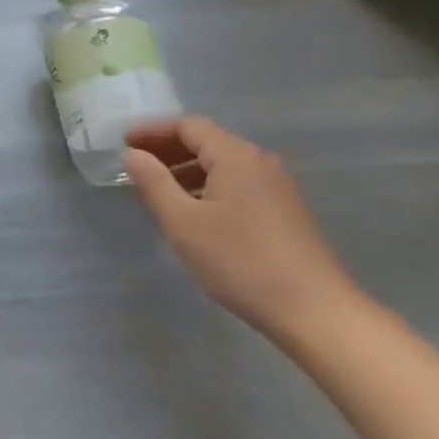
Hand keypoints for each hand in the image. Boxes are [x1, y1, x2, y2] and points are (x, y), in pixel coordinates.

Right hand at [122, 116, 359, 342]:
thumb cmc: (241, 262)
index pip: (188, 126)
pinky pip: (237, 183)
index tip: (123, 142)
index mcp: (236, 156)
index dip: (153, 130)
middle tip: (135, 164)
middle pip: (207, 141)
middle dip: (168, 148)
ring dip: (186, 169)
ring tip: (157, 190)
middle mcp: (259, 162)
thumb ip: (153, 182)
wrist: (315, 312)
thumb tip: (133, 154)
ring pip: (222, 164)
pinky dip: (207, 186)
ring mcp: (276, 186)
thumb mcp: (183, 222)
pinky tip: (194, 212)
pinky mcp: (284, 211)